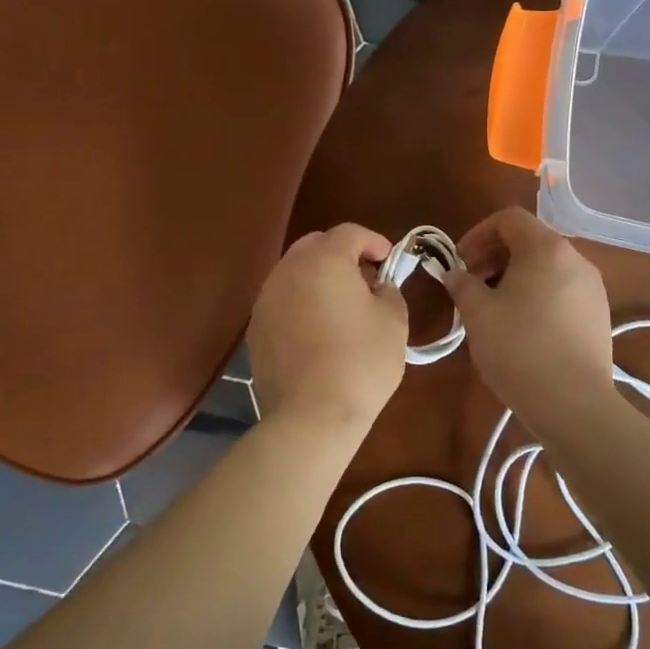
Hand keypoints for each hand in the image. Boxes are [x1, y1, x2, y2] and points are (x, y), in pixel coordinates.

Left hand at [247, 224, 408, 434]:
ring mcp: (267, 298)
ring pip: (295, 271)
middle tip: (365, 279)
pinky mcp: (256, 327)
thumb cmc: (361, 362)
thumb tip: (378, 286)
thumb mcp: (394, 321)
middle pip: (316, 245)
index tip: (389, 261)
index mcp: (324, 259)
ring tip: (341, 306)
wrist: (312, 416)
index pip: (350, 232)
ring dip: (319, 277)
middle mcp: (289, 269)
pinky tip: (317, 330)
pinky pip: (282, 299)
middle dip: (342, 254)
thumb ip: (389, 290)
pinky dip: (301, 302)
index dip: (374, 241)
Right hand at [442, 208, 614, 418]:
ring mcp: (592, 288)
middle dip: (495, 256)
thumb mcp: (477, 314)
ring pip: (546, 267)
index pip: (509, 219)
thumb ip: (462, 284)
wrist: (574, 404)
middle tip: (471, 285)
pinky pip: (561, 290)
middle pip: (529, 240)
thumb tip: (455, 274)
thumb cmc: (519, 349)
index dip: (478, 234)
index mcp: (546, 248)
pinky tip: (522, 328)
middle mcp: (575, 259)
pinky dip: (537, 295)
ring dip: (515, 277)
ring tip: (493, 309)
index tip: (460, 262)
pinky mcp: (599, 315)